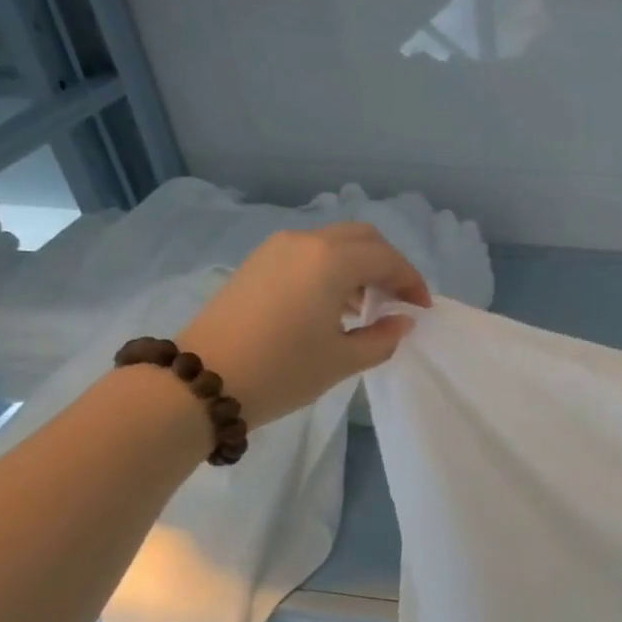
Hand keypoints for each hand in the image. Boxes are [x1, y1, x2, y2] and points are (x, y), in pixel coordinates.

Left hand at [178, 224, 431, 428]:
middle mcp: (306, 242)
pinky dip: (331, 268)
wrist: (200, 383)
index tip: (421, 309)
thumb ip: (382, 337)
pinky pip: (308, 253)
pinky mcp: (257, 262)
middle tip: (397, 299)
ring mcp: (276, 249)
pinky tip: (330, 305)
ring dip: (359, 265)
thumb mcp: (342, 361)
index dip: (411, 282)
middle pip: (363, 238)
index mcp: (331, 261)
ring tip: (364, 307)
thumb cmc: (281, 371)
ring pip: (334, 242)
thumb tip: (402, 321)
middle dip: (387, 265)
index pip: (387, 259)